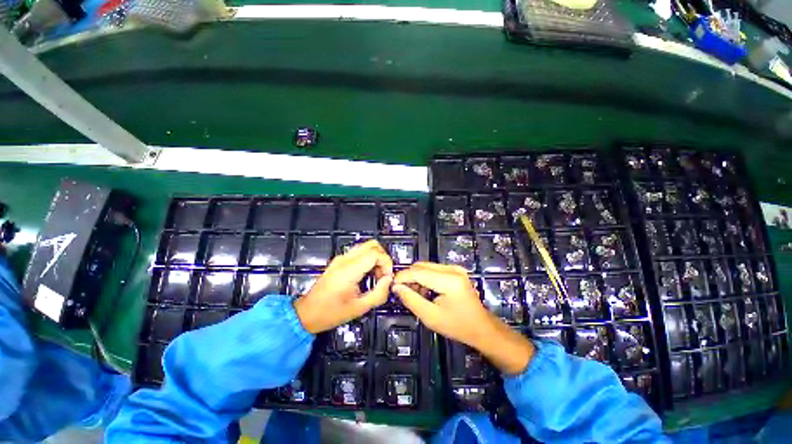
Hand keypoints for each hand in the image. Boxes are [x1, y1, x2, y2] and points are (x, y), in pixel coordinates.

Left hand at [294, 240, 392, 333]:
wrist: (307, 313)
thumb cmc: (330, 313)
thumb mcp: (359, 308)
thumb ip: (379, 293)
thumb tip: (388, 280)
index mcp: (348, 270)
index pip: (375, 253)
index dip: (386, 263)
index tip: (387, 277)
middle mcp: (344, 259)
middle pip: (372, 245)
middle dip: (383, 258)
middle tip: (383, 275)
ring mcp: (341, 258)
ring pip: (367, 246)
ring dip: (376, 258)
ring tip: (376, 276)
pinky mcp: (340, 261)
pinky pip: (360, 253)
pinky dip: (369, 260)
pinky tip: (368, 275)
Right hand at [393, 262, 534, 374]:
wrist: (481, 327)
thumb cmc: (457, 326)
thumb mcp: (430, 317)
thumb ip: (411, 299)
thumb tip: (396, 287)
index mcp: (449, 280)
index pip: (418, 272)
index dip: (402, 277)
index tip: (392, 285)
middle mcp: (453, 269)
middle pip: (421, 266)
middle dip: (409, 277)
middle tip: (402, 292)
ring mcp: (455, 268)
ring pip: (426, 266)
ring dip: (417, 278)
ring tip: (415, 294)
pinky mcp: (455, 270)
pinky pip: (433, 269)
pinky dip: (425, 278)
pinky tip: (425, 291)